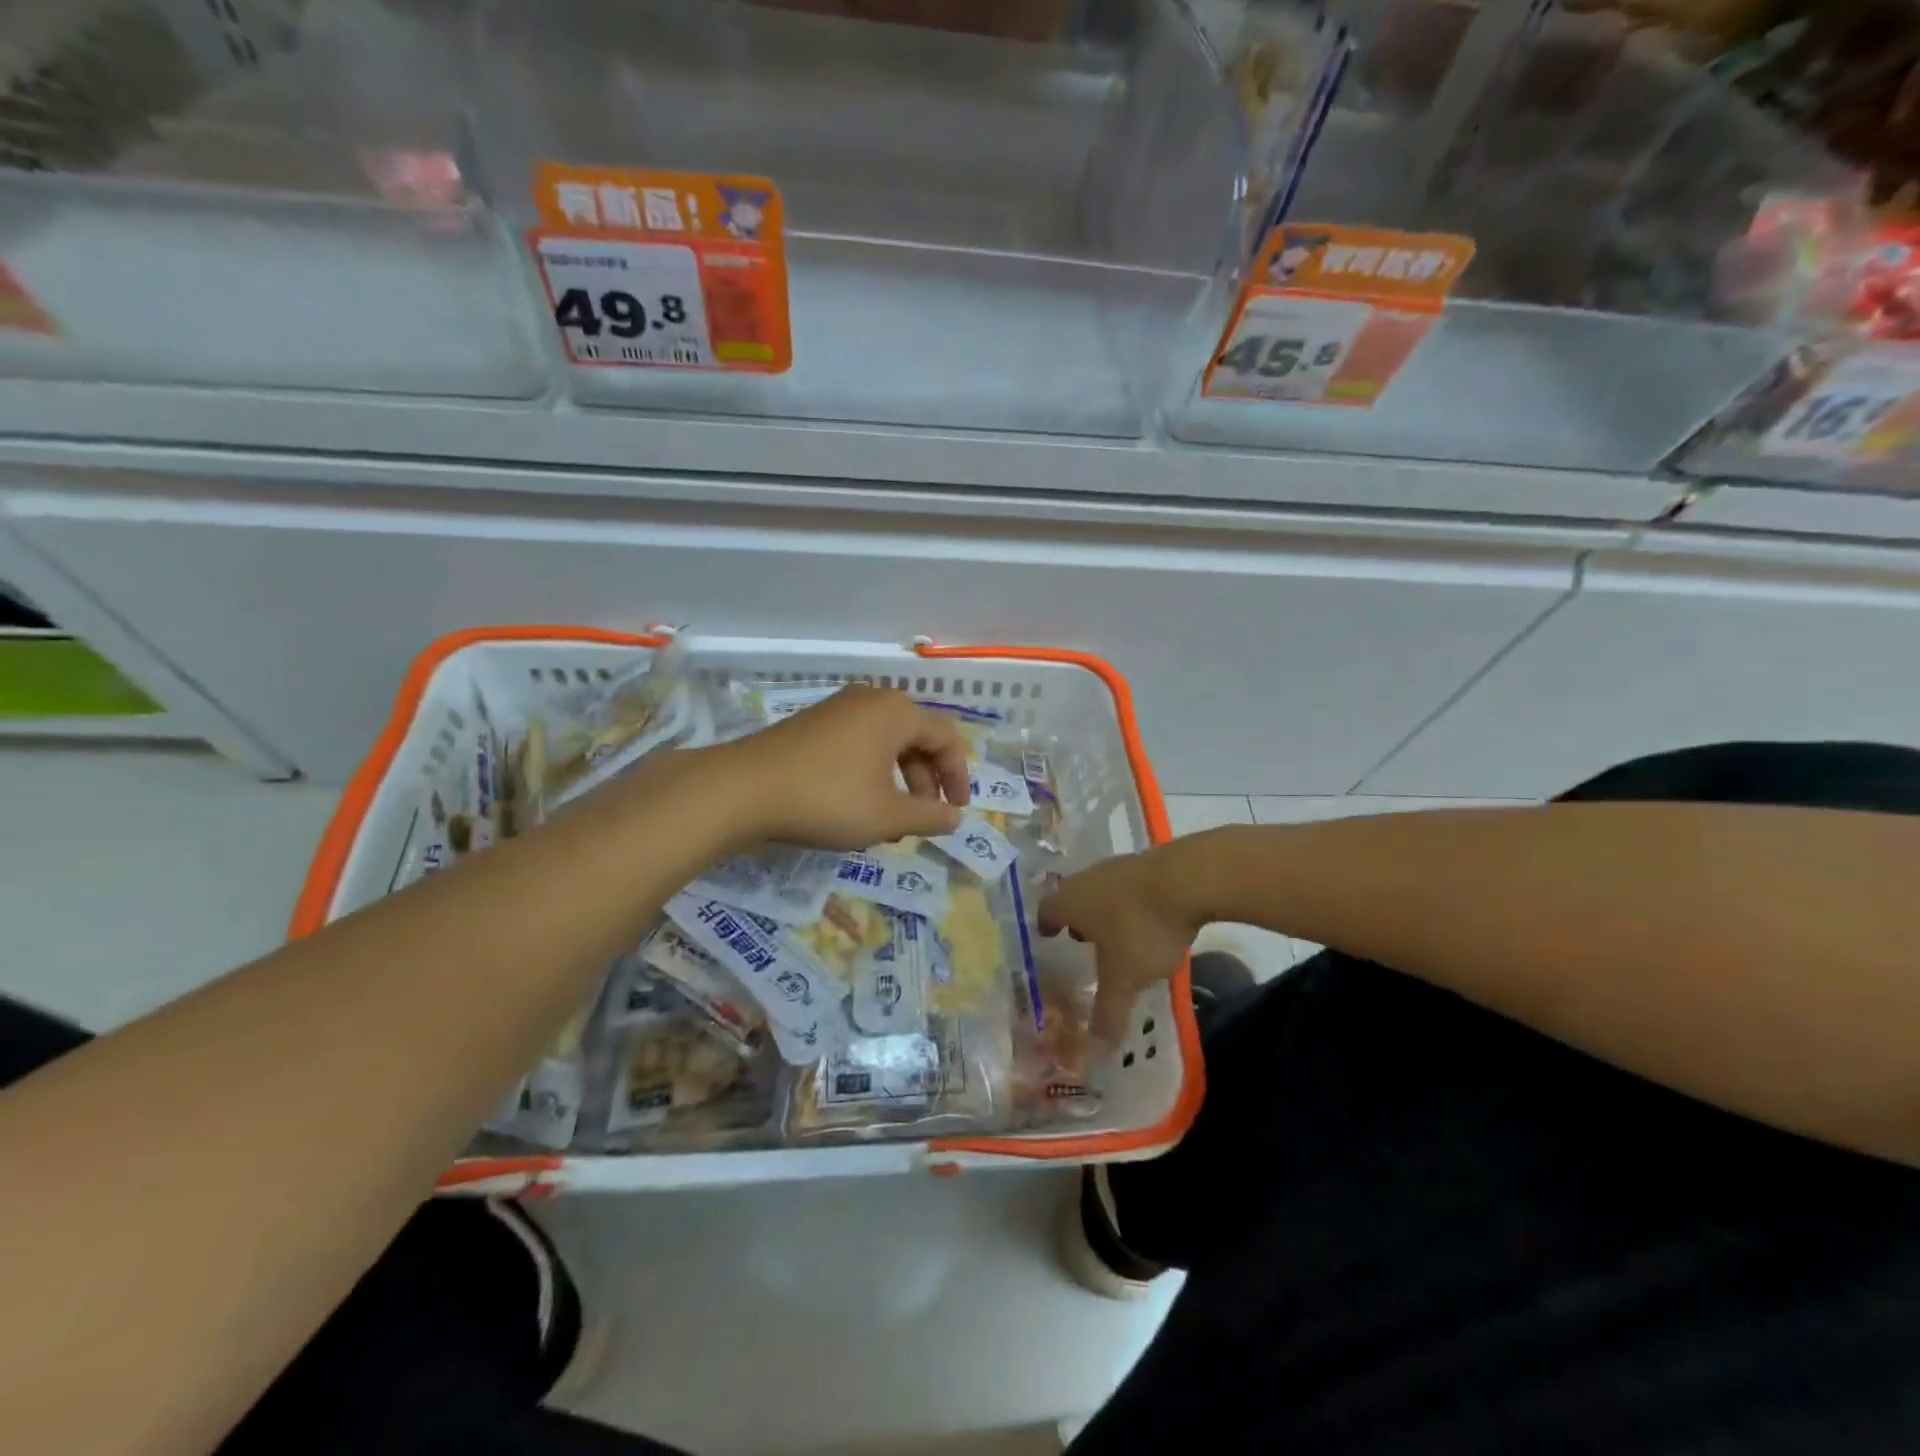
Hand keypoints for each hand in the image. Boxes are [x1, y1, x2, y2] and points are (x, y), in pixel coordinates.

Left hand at [709, 684, 971, 849]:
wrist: (742, 790)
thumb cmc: (827, 798)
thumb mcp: (887, 816)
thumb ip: (928, 816)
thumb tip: (954, 817)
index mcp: (896, 712)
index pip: (945, 738)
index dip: (958, 776)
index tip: (956, 811)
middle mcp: (870, 700)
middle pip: (916, 737)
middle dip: (926, 780)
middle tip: (923, 818)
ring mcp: (837, 709)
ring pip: (886, 743)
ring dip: (898, 780)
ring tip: (891, 819)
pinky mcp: (812, 724)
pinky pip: (858, 743)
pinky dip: (871, 772)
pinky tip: (858, 804)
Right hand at [1040, 844, 1210, 1051]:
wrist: (1189, 879)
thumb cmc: (1141, 928)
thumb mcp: (1124, 978)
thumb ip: (1108, 1010)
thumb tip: (1096, 1046)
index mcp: (1071, 901)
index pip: (1047, 910)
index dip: (1047, 925)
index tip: (1049, 936)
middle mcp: (1088, 878)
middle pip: (1075, 897)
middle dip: (1078, 919)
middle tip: (1083, 941)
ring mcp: (1120, 866)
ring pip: (1104, 890)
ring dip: (1107, 911)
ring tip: (1118, 936)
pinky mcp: (1150, 863)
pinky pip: (1131, 887)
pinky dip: (1133, 904)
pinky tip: (1150, 922)